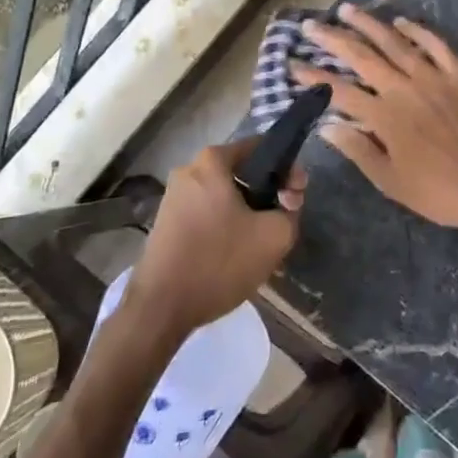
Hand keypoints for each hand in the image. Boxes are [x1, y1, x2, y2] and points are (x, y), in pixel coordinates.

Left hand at [127, 140, 303, 336]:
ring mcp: (173, 196)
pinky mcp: (166, 222)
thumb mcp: (274, 237)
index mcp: (212, 161)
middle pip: (242, 172)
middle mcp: (188, 170)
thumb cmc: (218, 263)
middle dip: (266, 193)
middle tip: (282, 222)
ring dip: (246, 212)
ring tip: (260, 243)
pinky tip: (234, 253)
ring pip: (224, 195)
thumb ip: (291, 210)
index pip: (261, 148)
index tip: (296, 198)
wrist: (161, 308)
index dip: (287, 170)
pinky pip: (206, 213)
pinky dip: (224, 225)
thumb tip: (286, 201)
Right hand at [291, 4, 457, 241]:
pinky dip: (418, 30)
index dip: (312, 77)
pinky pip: (436, 45)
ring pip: (395, 42)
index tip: (292, 64)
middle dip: (332, 39)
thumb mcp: (390, 180)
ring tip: (347, 9)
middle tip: (311, 26)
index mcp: (384, 116)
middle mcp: (403, 89)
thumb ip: (357, 149)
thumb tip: (326, 125)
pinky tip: (402, 21)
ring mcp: (433, 77)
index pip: (338, 90)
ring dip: (369, 24)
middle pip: (361, 56)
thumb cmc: (437, 191)